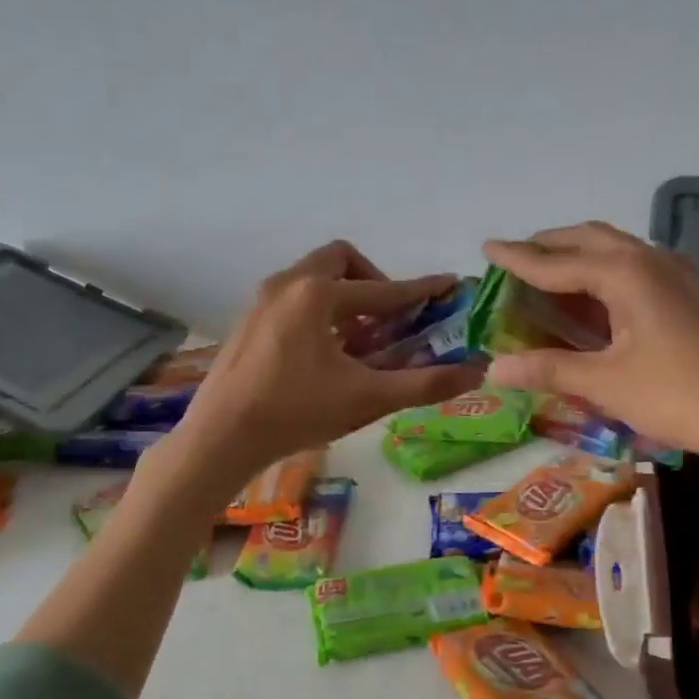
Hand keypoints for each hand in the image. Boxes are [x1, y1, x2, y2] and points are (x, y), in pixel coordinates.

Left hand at [178, 241, 483, 485]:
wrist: (221, 437)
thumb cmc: (296, 413)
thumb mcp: (367, 398)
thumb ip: (425, 383)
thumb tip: (477, 372)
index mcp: (319, 294)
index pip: (384, 290)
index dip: (421, 290)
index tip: (449, 285)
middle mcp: (288, 284)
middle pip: (340, 260)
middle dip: (372, 282)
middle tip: (388, 318)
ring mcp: (261, 300)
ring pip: (313, 277)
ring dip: (344, 296)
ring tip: (358, 340)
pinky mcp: (247, 320)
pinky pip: (293, 296)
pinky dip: (318, 310)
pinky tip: (323, 353)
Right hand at [482, 222, 698, 465]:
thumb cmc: (676, 395)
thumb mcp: (604, 383)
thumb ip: (548, 369)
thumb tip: (494, 368)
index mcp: (625, 273)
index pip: (557, 262)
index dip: (518, 258)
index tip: (486, 248)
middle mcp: (649, 261)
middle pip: (589, 240)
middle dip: (550, 246)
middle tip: (517, 259)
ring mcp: (675, 276)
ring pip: (616, 251)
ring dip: (579, 257)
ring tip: (548, 274)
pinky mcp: (688, 296)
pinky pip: (635, 269)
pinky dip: (604, 275)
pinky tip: (597, 298)